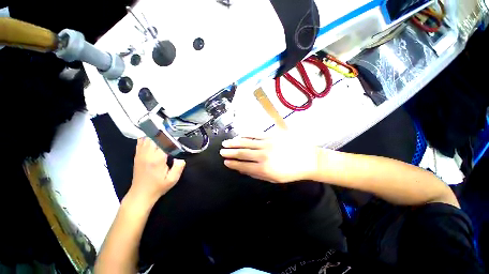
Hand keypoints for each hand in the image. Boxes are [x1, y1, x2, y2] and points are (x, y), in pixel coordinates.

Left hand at [128, 138, 185, 206]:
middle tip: (171, 136)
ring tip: (163, 137)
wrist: (141, 194)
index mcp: (157, 159)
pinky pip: (140, 143)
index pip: (163, 142)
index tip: (177, 138)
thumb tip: (180, 158)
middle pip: (154, 138)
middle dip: (163, 135)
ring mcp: (140, 155)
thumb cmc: (158, 186)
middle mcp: (147, 154)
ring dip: (155, 136)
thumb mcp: (172, 179)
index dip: (170, 139)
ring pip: (146, 138)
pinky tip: (152, 140)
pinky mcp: (137, 156)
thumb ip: (178, 167)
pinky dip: (146, 139)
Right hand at [220, 132, 320, 182]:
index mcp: (264, 168)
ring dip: (236, 142)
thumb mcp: (274, 179)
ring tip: (227, 142)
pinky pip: (256, 134)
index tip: (225, 162)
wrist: (309, 159)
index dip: (233, 163)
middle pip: (243, 152)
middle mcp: (263, 155)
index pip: (243, 165)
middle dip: (230, 152)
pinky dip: (247, 135)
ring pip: (247, 142)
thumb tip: (242, 169)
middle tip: (221, 151)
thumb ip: (257, 174)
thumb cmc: (291, 172)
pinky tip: (240, 135)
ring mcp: (267, 143)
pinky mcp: (272, 135)